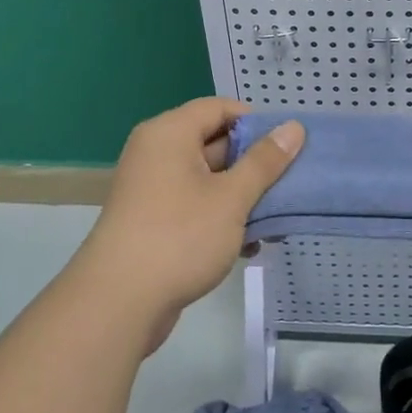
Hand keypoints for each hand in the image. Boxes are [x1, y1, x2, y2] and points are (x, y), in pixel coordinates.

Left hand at [70, 98, 303, 353]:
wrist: (118, 303)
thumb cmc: (180, 237)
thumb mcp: (232, 197)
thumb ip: (264, 162)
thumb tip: (293, 127)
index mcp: (169, 133)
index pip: (219, 108)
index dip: (256, 122)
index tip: (288, 146)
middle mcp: (156, 153)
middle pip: (215, 142)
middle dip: (254, 164)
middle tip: (291, 183)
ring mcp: (152, 189)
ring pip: (208, 179)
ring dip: (242, 196)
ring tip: (277, 220)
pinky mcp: (153, 221)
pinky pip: (195, 205)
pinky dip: (222, 217)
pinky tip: (250, 245)